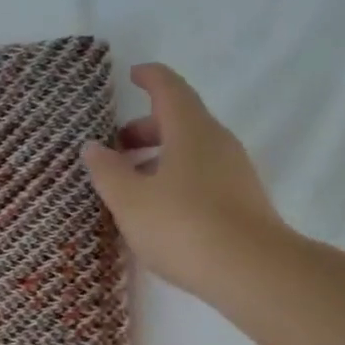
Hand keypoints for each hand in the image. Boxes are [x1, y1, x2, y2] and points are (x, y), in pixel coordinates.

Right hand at [82, 63, 286, 297]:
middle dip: (146, 127)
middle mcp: (216, 142)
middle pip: (180, 120)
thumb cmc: (182, 226)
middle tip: (116, 146)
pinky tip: (158, 207)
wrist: (251, 270)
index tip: (132, 75)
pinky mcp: (240, 199)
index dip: (150, 78)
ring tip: (130, 182)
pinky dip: (175, 176)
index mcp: (190, 130)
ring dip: (159, 156)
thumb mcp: (130, 200)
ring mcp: (234, 170)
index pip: (169, 89)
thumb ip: (108, 171)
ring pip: (191, 150)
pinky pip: (201, 174)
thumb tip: (93, 147)